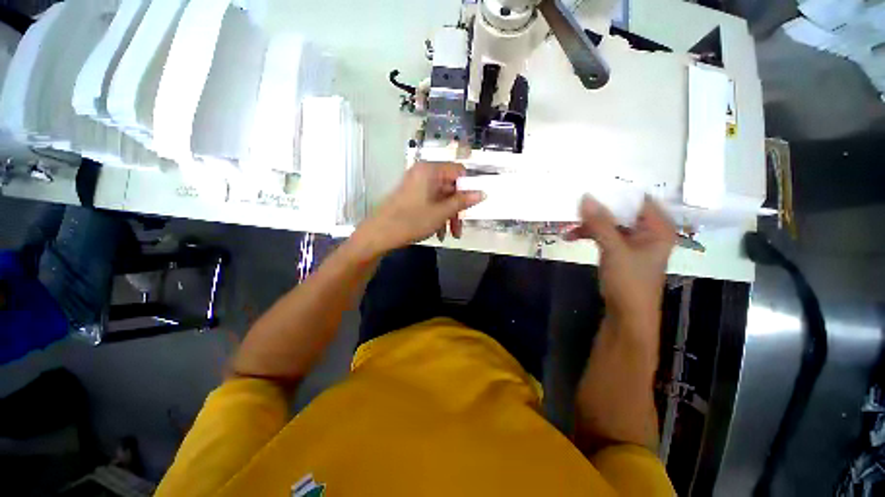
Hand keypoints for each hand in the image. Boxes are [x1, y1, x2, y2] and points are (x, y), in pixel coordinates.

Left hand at [355, 162, 484, 255]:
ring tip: (451, 234)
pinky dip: (437, 215)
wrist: (379, 234)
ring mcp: (416, 184)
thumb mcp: (441, 212)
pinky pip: (431, 202)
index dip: (468, 188)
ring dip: (448, 215)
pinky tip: (439, 233)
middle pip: (450, 186)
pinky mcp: (411, 195)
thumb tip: (483, 193)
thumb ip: (463, 201)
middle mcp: (423, 173)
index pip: (459, 171)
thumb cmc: (412, 221)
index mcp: (430, 170)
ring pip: (441, 197)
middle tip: (461, 227)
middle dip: (457, 208)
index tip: (473, 205)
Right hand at [565, 196, 675, 325]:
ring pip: (609, 223)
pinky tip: (572, 237)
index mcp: (658, 227)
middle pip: (621, 211)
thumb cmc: (629, 281)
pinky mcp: (620, 251)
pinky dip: (589, 234)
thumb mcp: (614, 249)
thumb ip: (600, 222)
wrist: (626, 314)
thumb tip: (585, 196)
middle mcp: (648, 231)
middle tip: (576, 206)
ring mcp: (633, 242)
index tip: (593, 184)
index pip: (638, 199)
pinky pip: (604, 235)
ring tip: (569, 227)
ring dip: (589, 224)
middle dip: (598, 210)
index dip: (617, 192)